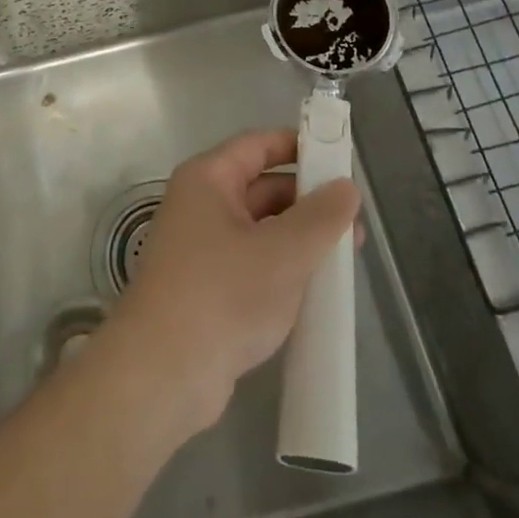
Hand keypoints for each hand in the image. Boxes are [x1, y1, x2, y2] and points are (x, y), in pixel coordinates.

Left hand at [97, 127, 359, 438]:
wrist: (164, 373)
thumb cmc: (223, 294)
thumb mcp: (283, 252)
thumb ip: (321, 216)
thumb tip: (346, 186)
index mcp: (208, 179)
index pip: (258, 144)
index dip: (299, 146)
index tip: (340, 159)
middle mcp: (200, 204)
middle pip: (261, 187)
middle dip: (308, 202)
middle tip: (354, 222)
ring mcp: (201, 247)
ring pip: (260, 229)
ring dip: (299, 239)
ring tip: (346, 259)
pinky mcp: (206, 287)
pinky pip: (252, 262)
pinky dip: (282, 268)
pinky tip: (315, 289)